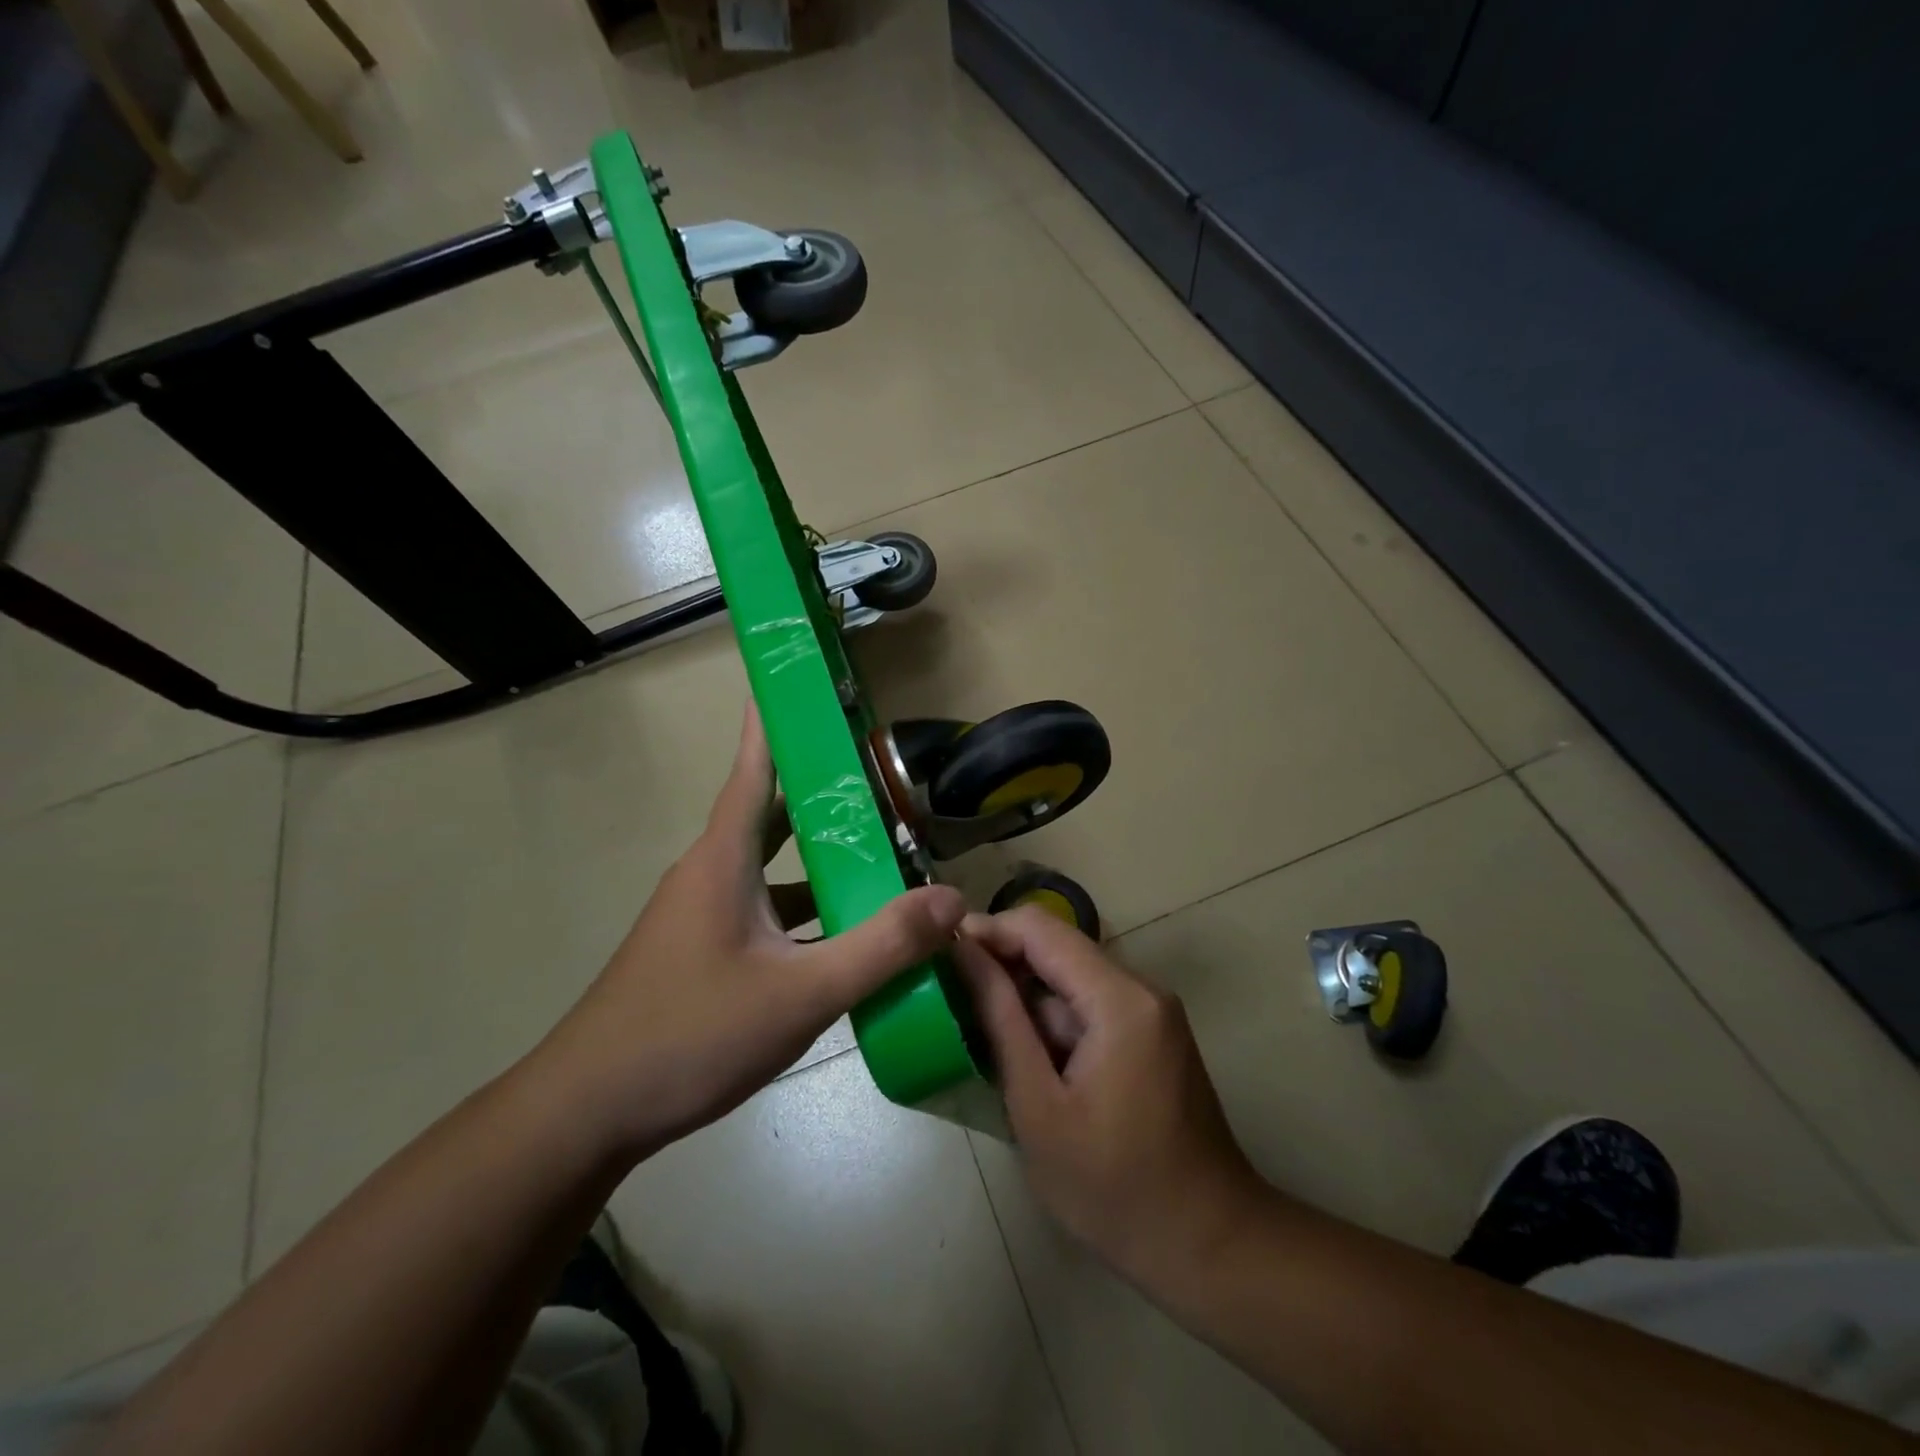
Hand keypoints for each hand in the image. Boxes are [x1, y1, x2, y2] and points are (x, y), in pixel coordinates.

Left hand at [532, 705, 965, 1160]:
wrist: (587, 1112)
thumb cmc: (689, 1034)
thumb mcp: (800, 994)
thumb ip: (881, 947)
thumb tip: (951, 899)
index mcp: (724, 858)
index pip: (755, 768)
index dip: (776, 721)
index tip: (797, 679)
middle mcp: (711, 872)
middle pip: (773, 814)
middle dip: (823, 791)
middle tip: (880, 774)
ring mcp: (702, 914)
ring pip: (773, 868)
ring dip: (821, 859)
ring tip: (882, 854)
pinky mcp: (703, 950)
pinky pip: (765, 909)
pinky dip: (805, 908)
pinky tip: (845, 934)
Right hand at [955, 908, 1266, 1287]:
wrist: (1208, 1245)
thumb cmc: (1114, 1188)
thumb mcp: (1039, 1107)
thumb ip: (1001, 1020)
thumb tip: (963, 955)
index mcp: (1119, 999)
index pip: (1040, 929)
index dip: (986, 932)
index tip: (939, 955)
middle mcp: (1141, 988)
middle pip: (1057, 949)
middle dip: (1001, 966)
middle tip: (948, 999)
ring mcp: (1150, 1011)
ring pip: (1070, 979)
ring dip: (1024, 998)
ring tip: (974, 1031)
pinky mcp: (1150, 1034)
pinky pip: (1089, 1005)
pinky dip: (1051, 1021)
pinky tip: (1022, 1056)